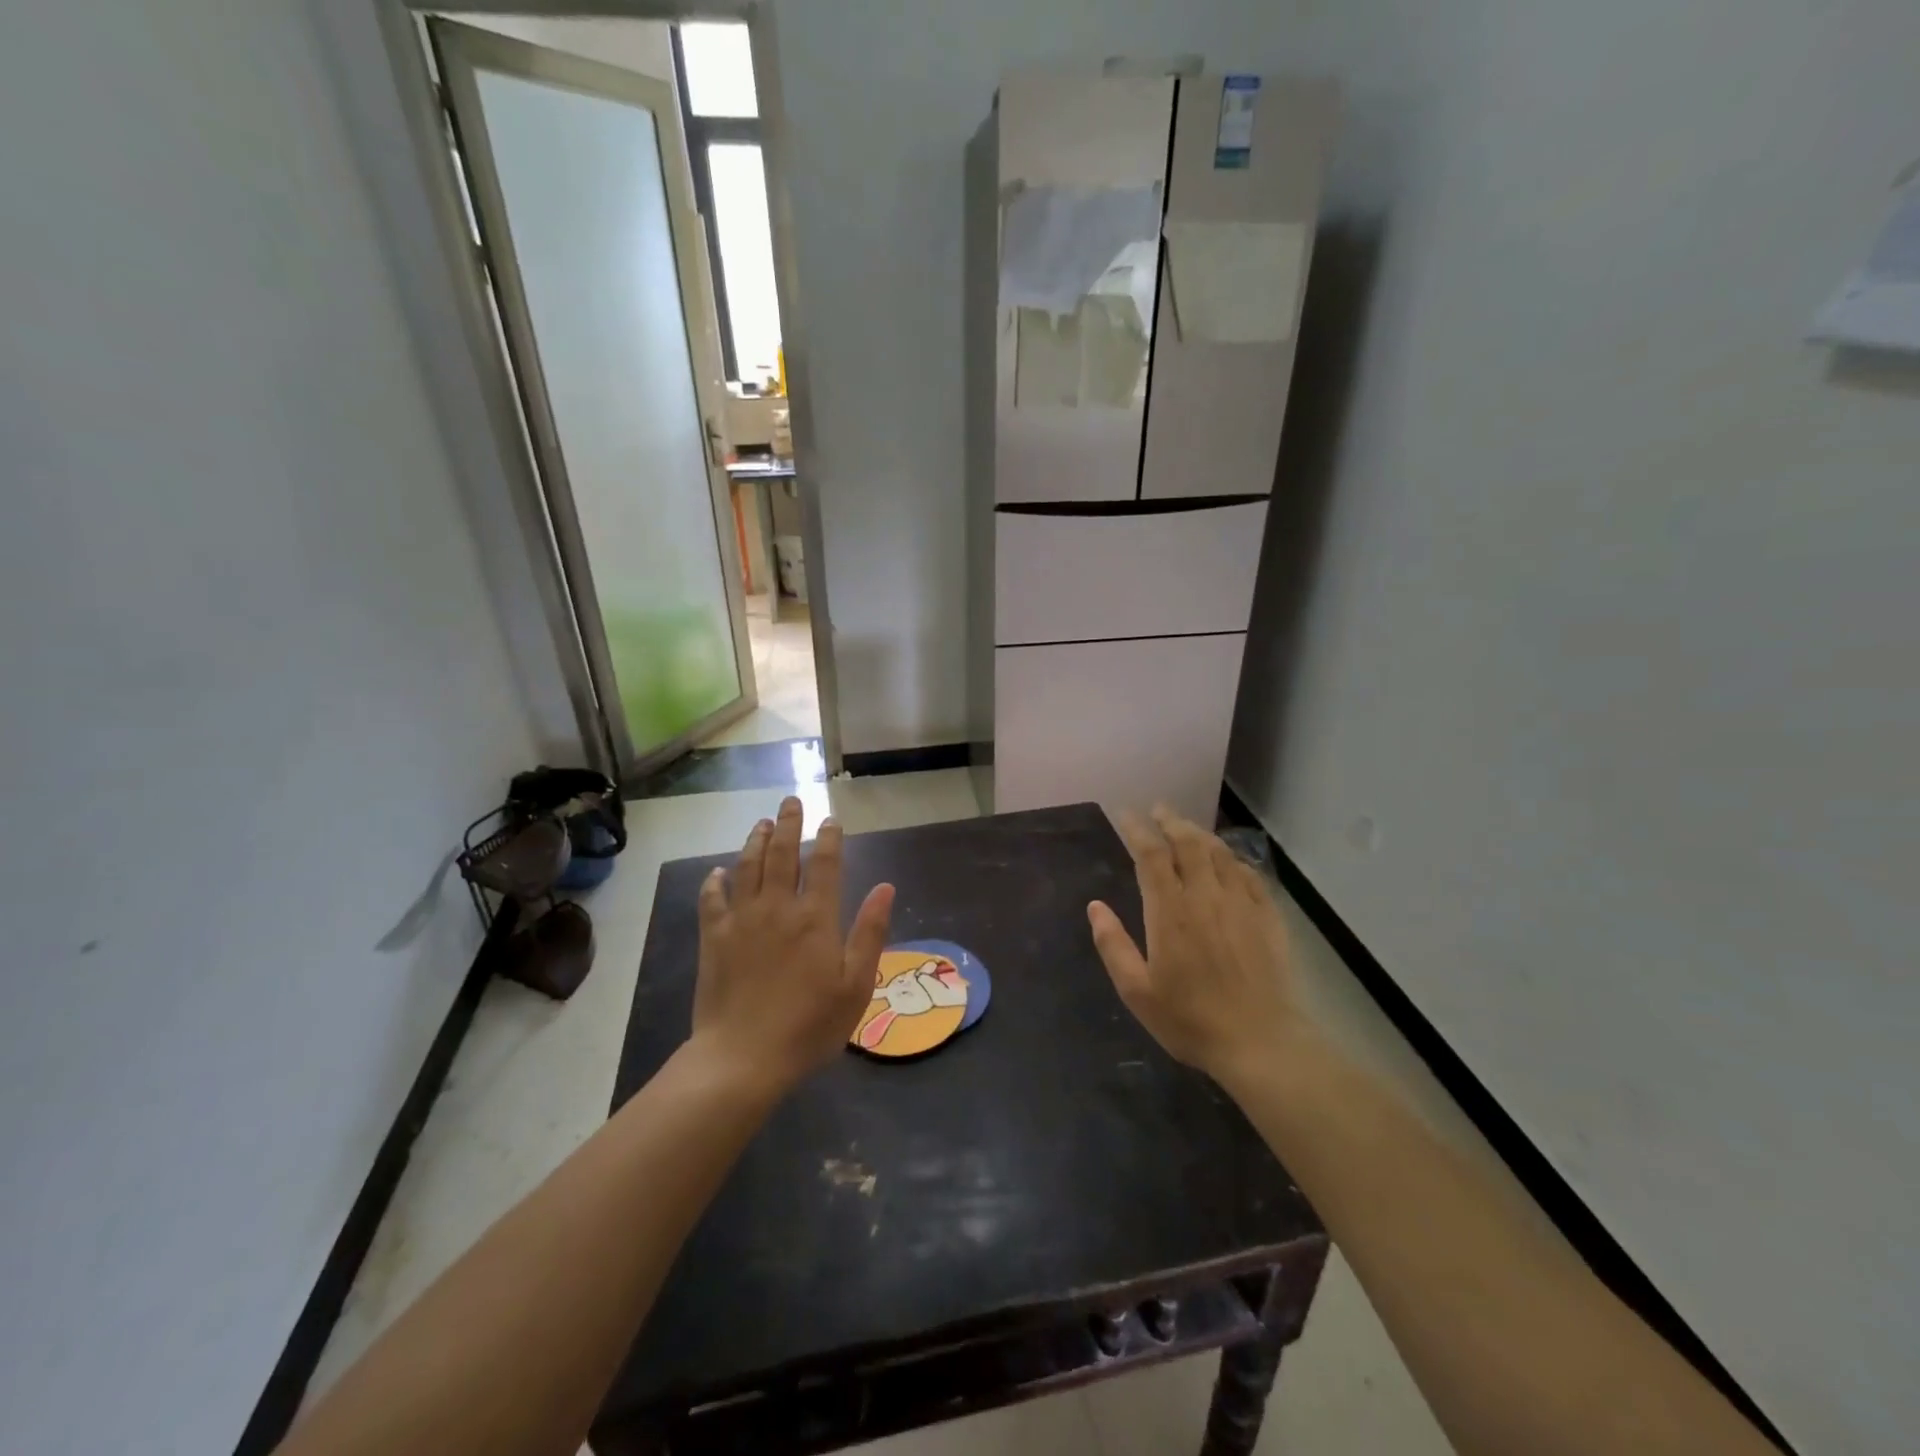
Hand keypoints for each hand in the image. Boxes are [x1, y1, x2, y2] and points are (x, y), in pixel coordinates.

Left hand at [691, 797, 894, 1093]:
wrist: (743, 1058)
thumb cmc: (809, 1025)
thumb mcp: (856, 985)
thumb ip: (870, 932)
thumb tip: (886, 887)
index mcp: (815, 917)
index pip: (825, 864)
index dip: (829, 838)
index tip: (831, 820)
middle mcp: (777, 908)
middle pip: (783, 854)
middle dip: (789, 824)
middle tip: (790, 801)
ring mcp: (741, 920)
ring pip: (747, 867)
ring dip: (755, 841)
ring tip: (761, 823)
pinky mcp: (713, 939)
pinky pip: (712, 899)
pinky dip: (715, 881)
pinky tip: (717, 872)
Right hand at [1088, 806, 1301, 1086]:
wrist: (1261, 1042)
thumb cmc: (1190, 1019)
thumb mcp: (1137, 991)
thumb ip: (1113, 945)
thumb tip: (1095, 906)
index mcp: (1170, 911)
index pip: (1151, 855)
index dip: (1137, 830)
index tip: (1125, 815)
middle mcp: (1205, 896)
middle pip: (1188, 843)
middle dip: (1170, 820)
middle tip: (1158, 809)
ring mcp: (1241, 903)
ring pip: (1219, 853)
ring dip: (1200, 834)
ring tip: (1186, 828)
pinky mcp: (1267, 916)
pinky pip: (1248, 873)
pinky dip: (1232, 859)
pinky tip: (1227, 862)